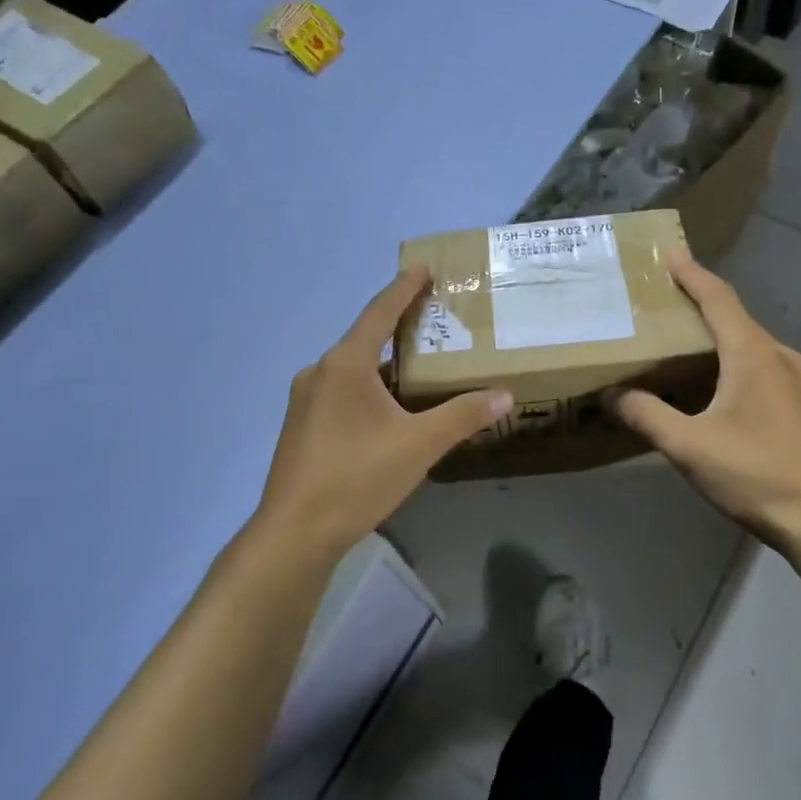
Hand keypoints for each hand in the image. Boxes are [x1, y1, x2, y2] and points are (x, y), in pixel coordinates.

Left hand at [256, 267, 511, 560]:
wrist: (295, 531)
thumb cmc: (357, 477)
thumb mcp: (419, 445)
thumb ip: (462, 416)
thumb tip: (504, 394)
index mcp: (344, 364)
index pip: (379, 312)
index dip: (404, 288)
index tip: (423, 267)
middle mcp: (319, 372)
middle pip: (365, 339)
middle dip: (399, 328)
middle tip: (434, 321)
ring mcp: (305, 401)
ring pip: (353, 370)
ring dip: (385, 364)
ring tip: (420, 367)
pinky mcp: (302, 427)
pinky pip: (342, 393)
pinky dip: (369, 389)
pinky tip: (389, 410)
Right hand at [609, 251, 800, 547]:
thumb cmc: (755, 474)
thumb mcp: (689, 446)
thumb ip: (646, 415)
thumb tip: (611, 395)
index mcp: (753, 354)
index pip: (718, 299)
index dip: (692, 274)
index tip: (669, 253)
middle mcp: (780, 356)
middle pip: (735, 318)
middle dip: (699, 305)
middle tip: (663, 302)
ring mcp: (799, 380)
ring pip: (750, 345)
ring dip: (717, 337)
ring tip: (682, 343)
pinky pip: (762, 366)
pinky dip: (734, 361)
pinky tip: (716, 386)